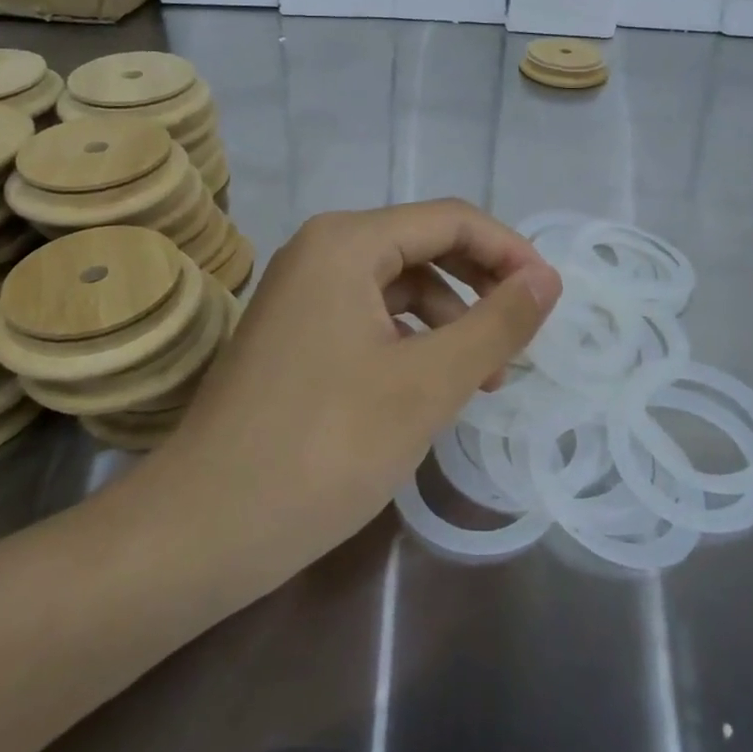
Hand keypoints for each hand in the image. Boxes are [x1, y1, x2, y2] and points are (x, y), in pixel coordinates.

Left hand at [132, 200, 562, 594]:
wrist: (201, 531)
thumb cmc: (323, 448)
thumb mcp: (427, 384)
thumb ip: (496, 324)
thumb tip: (548, 278)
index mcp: (348, 241)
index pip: (451, 220)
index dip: (509, 252)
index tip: (551, 298)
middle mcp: (322, 249)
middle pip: (425, 244)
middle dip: (481, 284)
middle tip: (522, 335)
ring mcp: (303, 291)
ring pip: (400, 283)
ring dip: (451, 317)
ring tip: (483, 376)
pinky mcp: (296, 331)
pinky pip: (372, 314)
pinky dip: (413, 339)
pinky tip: (432, 383)